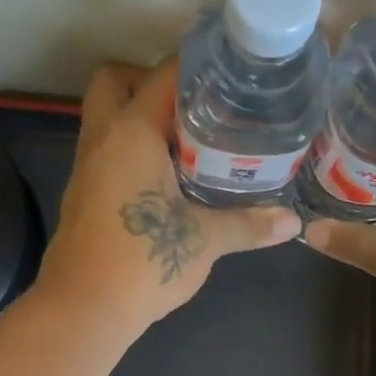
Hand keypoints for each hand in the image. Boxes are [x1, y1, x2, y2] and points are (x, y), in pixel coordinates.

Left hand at [35, 58, 300, 337]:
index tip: (229, 72)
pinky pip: (107, 152)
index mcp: (131, 133)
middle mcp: (102, 139)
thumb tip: (293, 222)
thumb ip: (249, 224)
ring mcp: (87, 168)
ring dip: (141, 120)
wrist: (83, 310)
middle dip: (149, 83)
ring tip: (191, 141)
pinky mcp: (84, 195)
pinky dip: (133, 151)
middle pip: (113, 82)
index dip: (197, 65)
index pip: (162, 75)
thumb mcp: (204, 240)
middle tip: (194, 108)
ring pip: (107, 119)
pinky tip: (168, 179)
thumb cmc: (142, 261)